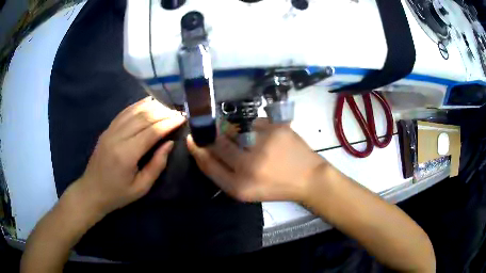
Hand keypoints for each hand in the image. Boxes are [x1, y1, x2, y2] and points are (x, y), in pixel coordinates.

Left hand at [76, 97, 185, 214]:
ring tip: (167, 107)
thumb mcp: (141, 187)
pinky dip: (138, 105)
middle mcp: (117, 137)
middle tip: (178, 113)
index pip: (151, 132)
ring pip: (134, 111)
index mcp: (126, 154)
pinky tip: (148, 103)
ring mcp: (110, 131)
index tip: (182, 119)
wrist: (92, 191)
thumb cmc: (118, 194)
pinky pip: (124, 112)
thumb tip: (170, 143)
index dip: (168, 123)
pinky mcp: (107, 129)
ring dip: (152, 107)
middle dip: (163, 113)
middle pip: (143, 117)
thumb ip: (156, 165)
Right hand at [187, 119, 325, 201]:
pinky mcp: (277, 128)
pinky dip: (253, 127)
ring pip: (234, 129)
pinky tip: (264, 137)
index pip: (208, 164)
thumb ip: (223, 173)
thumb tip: (204, 149)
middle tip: (215, 133)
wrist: (309, 178)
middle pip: (218, 143)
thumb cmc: (275, 187)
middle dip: (213, 136)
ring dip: (234, 132)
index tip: (193, 139)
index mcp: (240, 186)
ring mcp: (264, 143)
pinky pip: (253, 122)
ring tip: (248, 140)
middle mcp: (249, 165)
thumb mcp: (246, 191)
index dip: (197, 150)